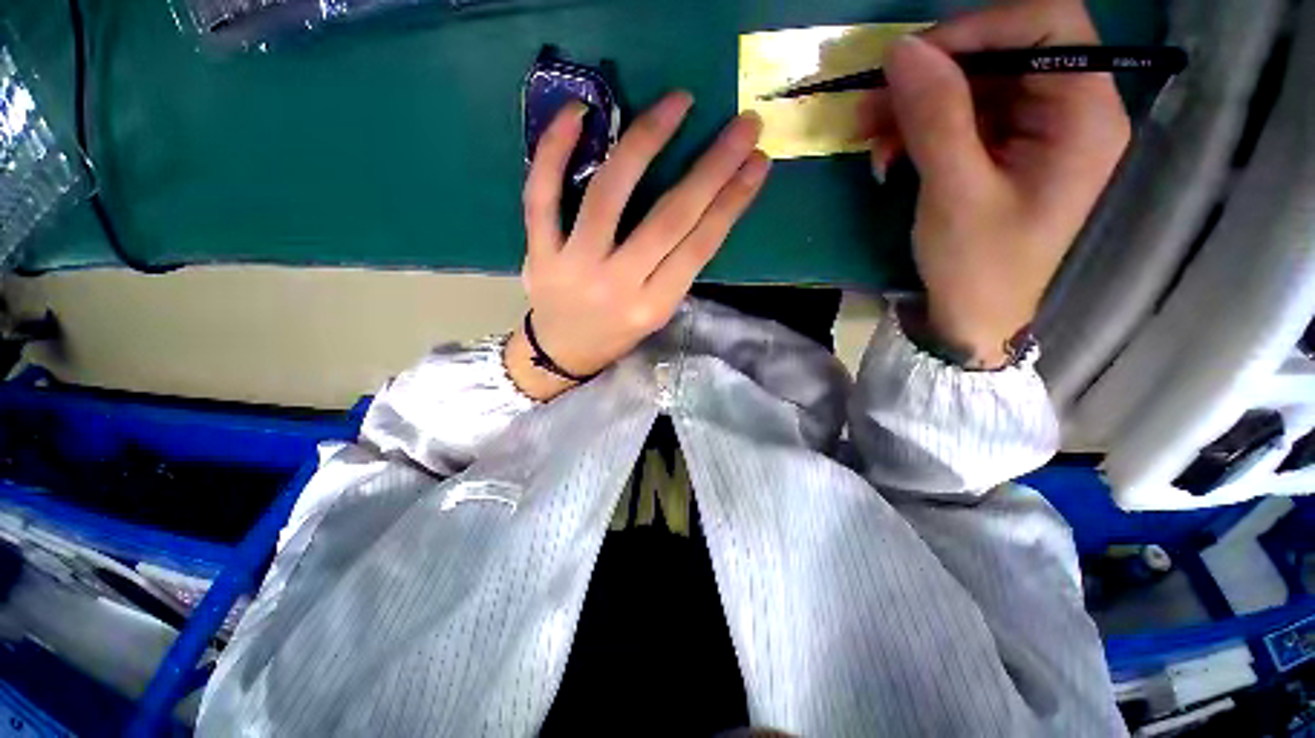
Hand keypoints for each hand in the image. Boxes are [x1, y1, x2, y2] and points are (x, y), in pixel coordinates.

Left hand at [504, 93, 769, 399]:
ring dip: (645, 141)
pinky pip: (541, 195)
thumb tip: (706, 209)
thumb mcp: (657, 313)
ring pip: (609, 195)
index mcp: (652, 306)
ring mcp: (573, 265)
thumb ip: (677, 269)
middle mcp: (617, 285)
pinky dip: (555, 150)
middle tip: (741, 123)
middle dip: (711, 167)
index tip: (756, 161)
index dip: (731, 202)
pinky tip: (579, 111)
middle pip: (669, 218)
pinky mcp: (539, 251)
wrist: (562, 353)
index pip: (699, 247)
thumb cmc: (617, 334)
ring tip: (676, 103)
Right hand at [862, 0, 1130, 366]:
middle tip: (870, 104)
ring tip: (867, 137)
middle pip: (1002, 52)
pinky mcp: (1001, 149)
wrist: (971, 317)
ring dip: (913, 105)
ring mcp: (1032, 129)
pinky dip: (916, 129)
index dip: (980, 26)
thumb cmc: (976, 266)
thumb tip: (902, 50)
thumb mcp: (955, 192)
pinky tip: (887, 155)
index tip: (913, 61)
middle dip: (931, 73)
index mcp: (1084, 115)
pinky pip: (957, 116)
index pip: (1047, 24)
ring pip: (971, 83)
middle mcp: (1067, 110)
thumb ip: (936, 117)